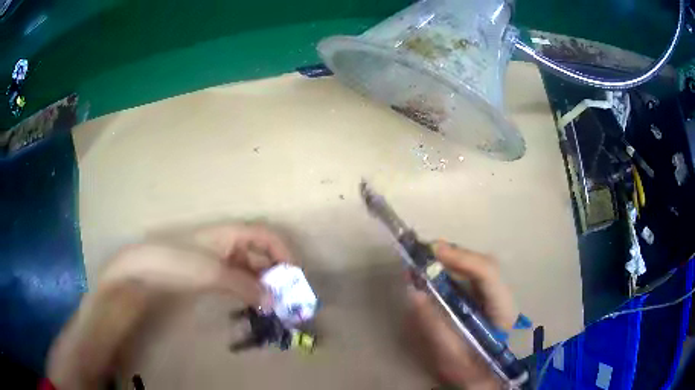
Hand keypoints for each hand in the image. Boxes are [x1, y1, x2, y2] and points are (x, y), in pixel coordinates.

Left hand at [100, 224, 295, 304]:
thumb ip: (246, 287)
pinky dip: (247, 292)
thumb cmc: (178, 262)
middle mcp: (227, 244)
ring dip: (261, 286)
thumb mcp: (214, 273)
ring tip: (272, 307)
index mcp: (230, 233)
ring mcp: (218, 261)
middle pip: (259, 254)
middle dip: (274, 274)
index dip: (283, 252)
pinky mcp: (209, 276)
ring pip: (248, 270)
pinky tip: (252, 305)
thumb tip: (274, 302)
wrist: (143, 271)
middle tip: (285, 299)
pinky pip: (236, 281)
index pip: (266, 236)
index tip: (294, 277)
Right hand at [405, 241, 517, 389]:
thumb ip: (434, 325)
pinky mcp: (488, 300)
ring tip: (424, 261)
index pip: (487, 272)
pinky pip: (472, 278)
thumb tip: (414, 293)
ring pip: (477, 268)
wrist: (489, 379)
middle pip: (482, 264)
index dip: (460, 257)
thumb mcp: (451, 355)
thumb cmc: (473, 370)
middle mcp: (504, 296)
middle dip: (452, 255)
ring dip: (451, 261)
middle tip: (421, 254)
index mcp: (503, 309)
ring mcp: (498, 297)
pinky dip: (452, 271)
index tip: (431, 251)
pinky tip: (436, 274)